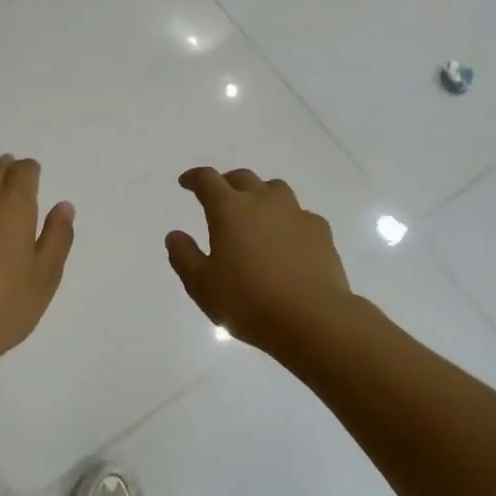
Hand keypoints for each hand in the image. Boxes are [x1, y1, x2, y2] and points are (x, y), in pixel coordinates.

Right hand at [166, 167, 352, 351]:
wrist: (312, 317)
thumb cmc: (248, 301)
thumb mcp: (202, 285)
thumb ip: (184, 257)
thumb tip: (175, 236)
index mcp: (229, 209)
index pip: (207, 180)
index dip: (194, 178)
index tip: (186, 182)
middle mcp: (262, 201)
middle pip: (243, 178)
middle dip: (227, 182)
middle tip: (219, 196)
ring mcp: (295, 213)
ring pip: (275, 189)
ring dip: (260, 194)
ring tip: (255, 213)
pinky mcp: (320, 230)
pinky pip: (300, 214)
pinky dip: (288, 219)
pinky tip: (287, 239)